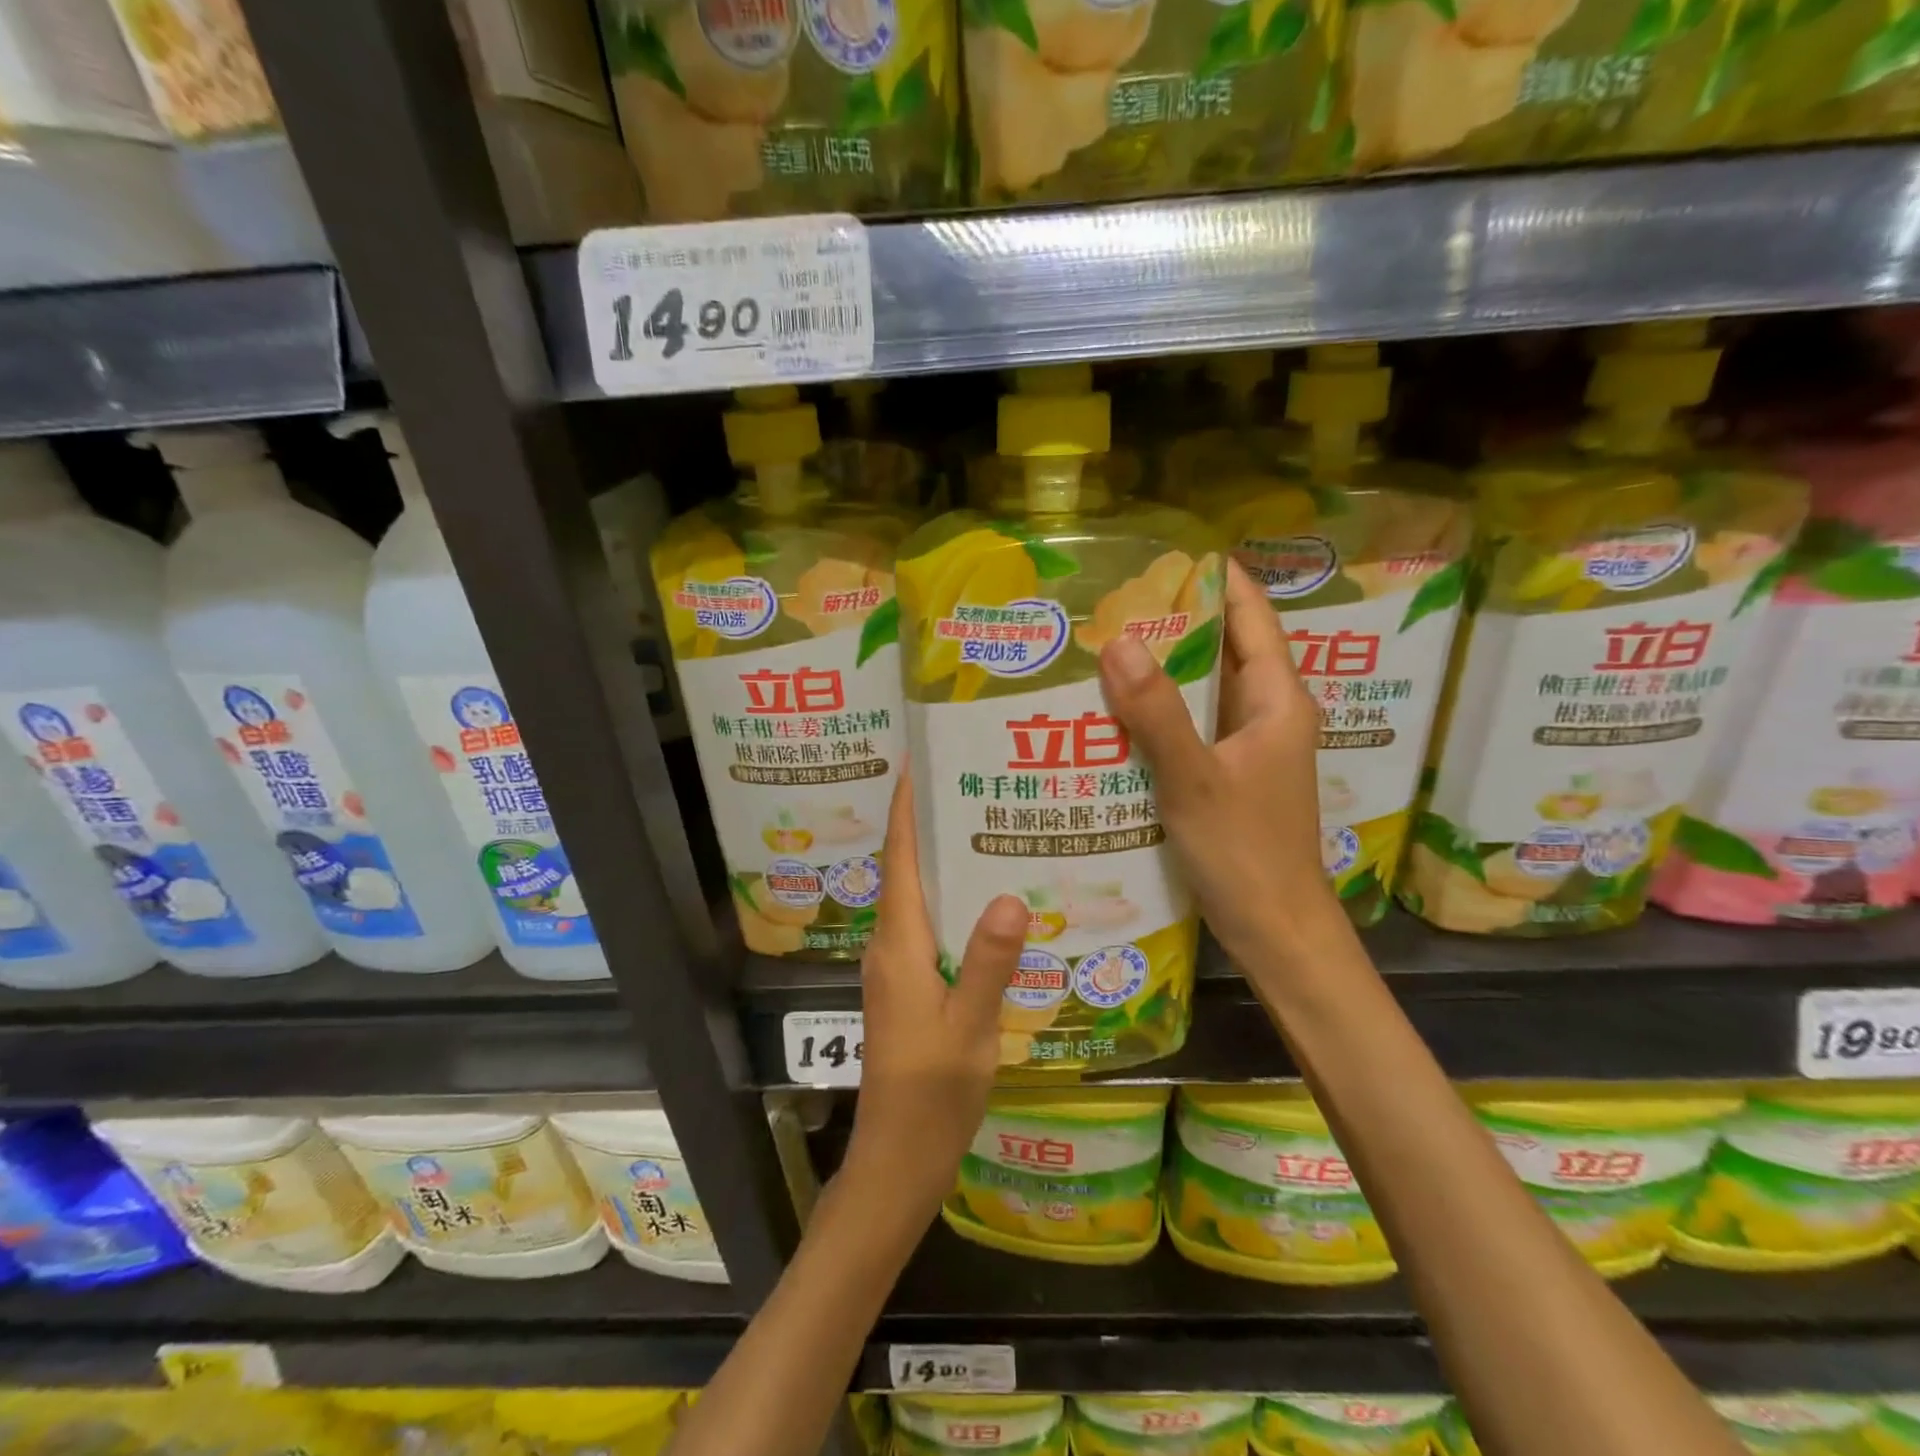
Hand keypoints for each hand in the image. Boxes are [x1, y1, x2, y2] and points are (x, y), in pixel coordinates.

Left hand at [847, 771, 1025, 1217]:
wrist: (898, 1158)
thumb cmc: (930, 1094)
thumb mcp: (968, 1027)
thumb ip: (988, 963)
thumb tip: (1008, 895)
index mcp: (898, 943)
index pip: (897, 856)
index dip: (905, 806)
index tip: (920, 760)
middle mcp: (890, 944)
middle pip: (904, 867)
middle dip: (928, 821)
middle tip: (973, 783)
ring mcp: (896, 966)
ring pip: (916, 895)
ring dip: (939, 858)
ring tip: (986, 826)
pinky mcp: (908, 985)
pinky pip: (927, 923)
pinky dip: (950, 898)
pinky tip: (987, 900)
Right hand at [1097, 559, 1345, 968]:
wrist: (1276, 931)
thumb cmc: (1246, 854)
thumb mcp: (1196, 780)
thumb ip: (1158, 713)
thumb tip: (1118, 641)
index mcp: (1278, 702)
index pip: (1253, 619)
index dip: (1220, 582)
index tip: (1171, 555)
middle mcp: (1268, 716)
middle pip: (1226, 651)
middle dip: (1178, 623)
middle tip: (1117, 602)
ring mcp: (1250, 750)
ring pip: (1206, 692)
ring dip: (1166, 671)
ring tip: (1108, 647)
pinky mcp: (1230, 778)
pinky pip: (1193, 728)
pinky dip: (1162, 714)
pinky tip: (1118, 714)